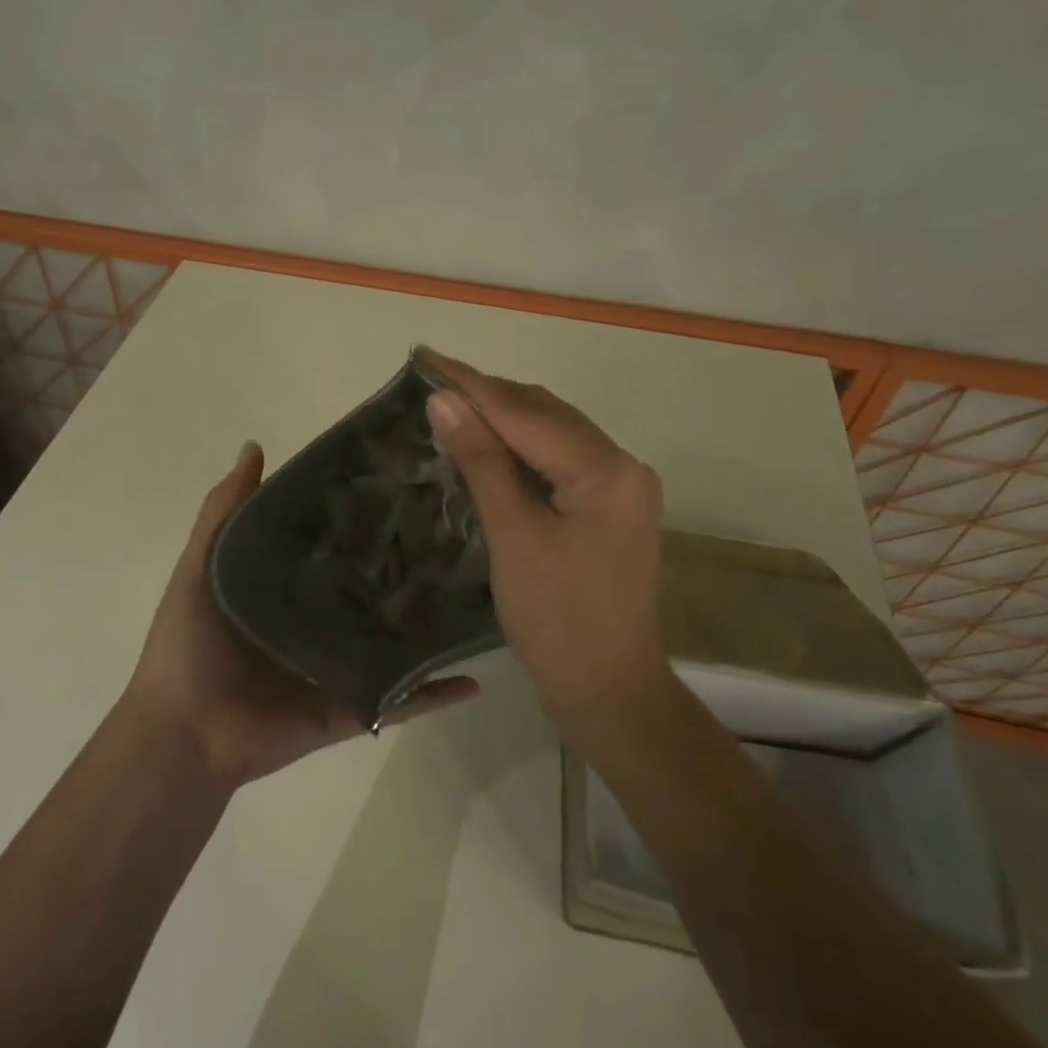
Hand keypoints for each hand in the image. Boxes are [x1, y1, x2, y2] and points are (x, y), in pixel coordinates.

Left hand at [122, 441, 480, 787]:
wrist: (184, 733)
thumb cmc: (189, 645)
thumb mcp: (201, 566)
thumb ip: (225, 512)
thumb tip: (255, 446)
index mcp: (287, 589)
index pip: (335, 546)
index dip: (364, 517)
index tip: (404, 483)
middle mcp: (319, 624)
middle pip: (371, 592)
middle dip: (407, 566)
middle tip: (457, 531)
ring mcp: (340, 669)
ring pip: (395, 643)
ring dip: (430, 626)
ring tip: (481, 592)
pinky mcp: (353, 709)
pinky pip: (401, 702)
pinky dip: (436, 693)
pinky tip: (477, 675)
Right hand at [418, 350, 667, 730]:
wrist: (607, 690)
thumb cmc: (556, 618)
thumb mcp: (513, 535)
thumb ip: (481, 461)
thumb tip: (443, 400)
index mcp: (606, 469)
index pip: (526, 412)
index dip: (472, 384)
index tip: (425, 357)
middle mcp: (622, 466)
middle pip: (544, 415)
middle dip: (487, 396)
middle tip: (430, 381)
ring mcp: (619, 488)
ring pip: (552, 435)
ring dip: (502, 420)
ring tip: (450, 405)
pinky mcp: (606, 509)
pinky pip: (557, 463)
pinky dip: (519, 451)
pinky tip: (485, 446)